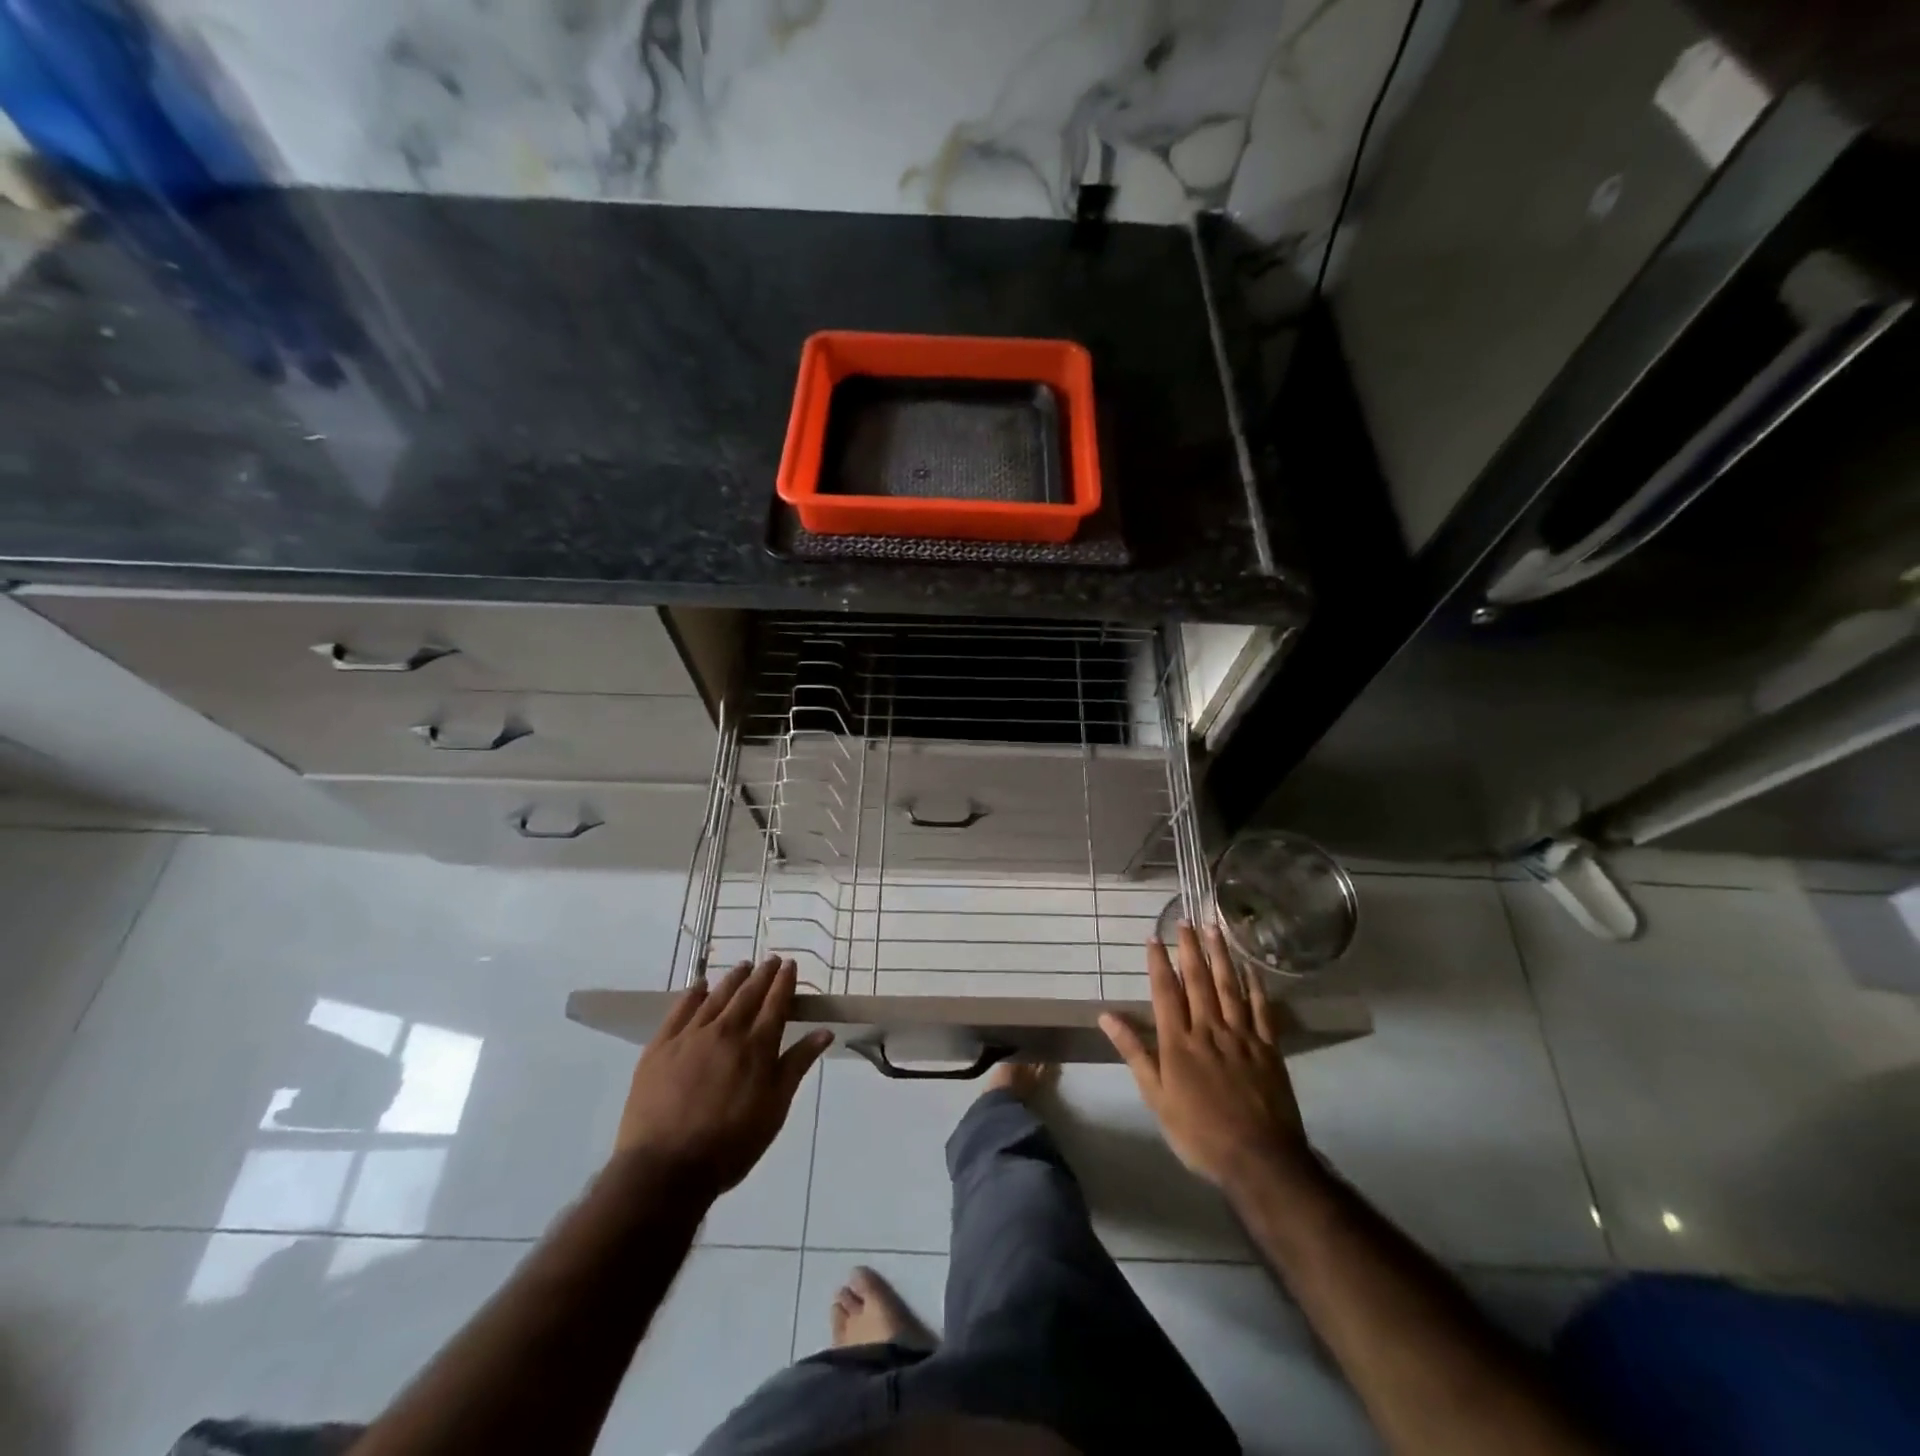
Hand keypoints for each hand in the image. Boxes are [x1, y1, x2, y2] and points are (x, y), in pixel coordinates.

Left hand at [613, 957, 832, 1196]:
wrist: (665, 1169)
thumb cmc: (730, 1145)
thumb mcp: (774, 1109)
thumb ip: (797, 1065)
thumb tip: (824, 1031)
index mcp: (757, 1047)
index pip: (776, 1004)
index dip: (784, 982)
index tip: (790, 965)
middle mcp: (726, 1031)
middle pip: (748, 994)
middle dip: (762, 975)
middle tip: (771, 960)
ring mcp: (690, 1036)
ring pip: (716, 997)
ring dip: (732, 979)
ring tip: (743, 966)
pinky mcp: (660, 1047)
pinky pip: (679, 1010)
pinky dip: (692, 994)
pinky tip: (699, 985)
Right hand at [1100, 924, 1313, 1192]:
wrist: (1259, 1159)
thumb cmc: (1199, 1132)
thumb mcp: (1156, 1097)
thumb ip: (1134, 1052)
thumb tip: (1106, 1017)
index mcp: (1178, 1042)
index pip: (1165, 992)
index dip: (1158, 963)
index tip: (1153, 937)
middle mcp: (1209, 1029)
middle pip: (1197, 981)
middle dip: (1189, 949)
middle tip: (1185, 920)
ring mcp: (1242, 1036)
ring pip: (1229, 986)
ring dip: (1220, 955)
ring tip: (1214, 928)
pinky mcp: (1268, 1048)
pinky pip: (1262, 1009)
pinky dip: (1256, 986)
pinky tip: (1251, 967)